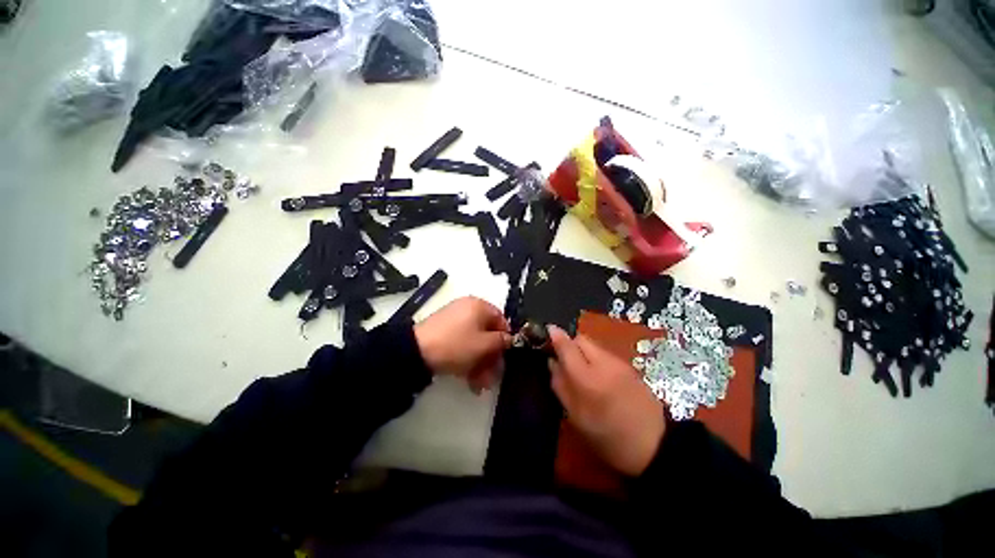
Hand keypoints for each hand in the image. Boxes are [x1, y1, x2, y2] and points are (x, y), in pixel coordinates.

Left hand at [414, 297, 511, 393]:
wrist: (417, 351)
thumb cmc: (457, 344)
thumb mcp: (484, 345)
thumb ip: (502, 341)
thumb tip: (509, 339)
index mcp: (480, 305)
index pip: (501, 320)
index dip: (506, 340)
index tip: (505, 358)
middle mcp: (468, 309)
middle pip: (487, 333)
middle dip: (491, 357)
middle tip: (492, 377)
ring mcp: (454, 320)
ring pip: (475, 341)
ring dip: (480, 363)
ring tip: (480, 384)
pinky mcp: (444, 331)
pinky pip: (462, 343)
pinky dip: (467, 359)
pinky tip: (469, 379)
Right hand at [548, 326, 665, 476]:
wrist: (656, 446)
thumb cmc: (609, 438)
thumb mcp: (577, 417)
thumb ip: (561, 386)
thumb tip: (552, 363)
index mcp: (588, 378)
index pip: (567, 346)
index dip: (556, 336)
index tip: (548, 330)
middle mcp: (604, 363)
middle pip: (582, 339)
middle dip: (570, 344)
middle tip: (564, 360)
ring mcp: (620, 363)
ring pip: (594, 345)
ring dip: (583, 351)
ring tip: (582, 372)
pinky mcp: (630, 367)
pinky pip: (605, 354)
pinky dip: (595, 358)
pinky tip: (598, 377)